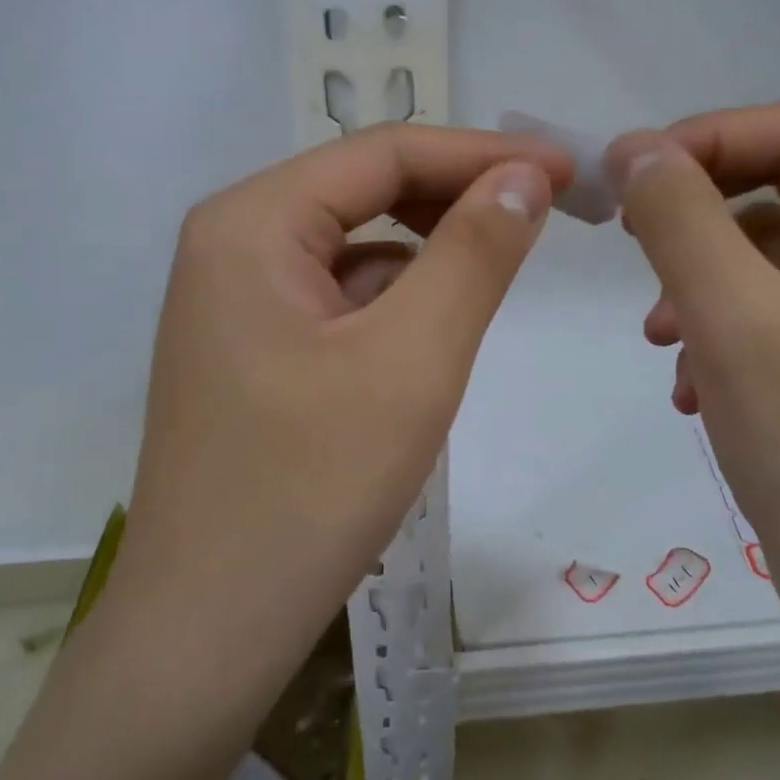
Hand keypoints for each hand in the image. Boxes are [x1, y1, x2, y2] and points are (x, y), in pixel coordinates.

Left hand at [115, 123, 570, 631]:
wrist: (209, 626)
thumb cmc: (310, 487)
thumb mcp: (412, 359)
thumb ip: (474, 253)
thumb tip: (524, 176)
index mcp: (251, 223)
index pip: (384, 154)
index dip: (484, 153)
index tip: (569, 171)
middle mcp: (230, 244)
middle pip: (364, 192)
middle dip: (458, 197)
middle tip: (549, 214)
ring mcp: (233, 301)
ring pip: (354, 248)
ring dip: (429, 251)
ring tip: (498, 271)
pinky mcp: (249, 350)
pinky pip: (337, 298)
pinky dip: (394, 301)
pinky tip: (429, 338)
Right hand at [609, 105, 779, 644]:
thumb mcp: (731, 319)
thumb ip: (679, 218)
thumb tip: (633, 146)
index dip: (704, 140)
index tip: (624, 176)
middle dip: (698, 223)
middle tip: (632, 250)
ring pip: (770, 253)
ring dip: (702, 284)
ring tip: (662, 340)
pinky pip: (776, 305)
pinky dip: (723, 327)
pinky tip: (693, 385)